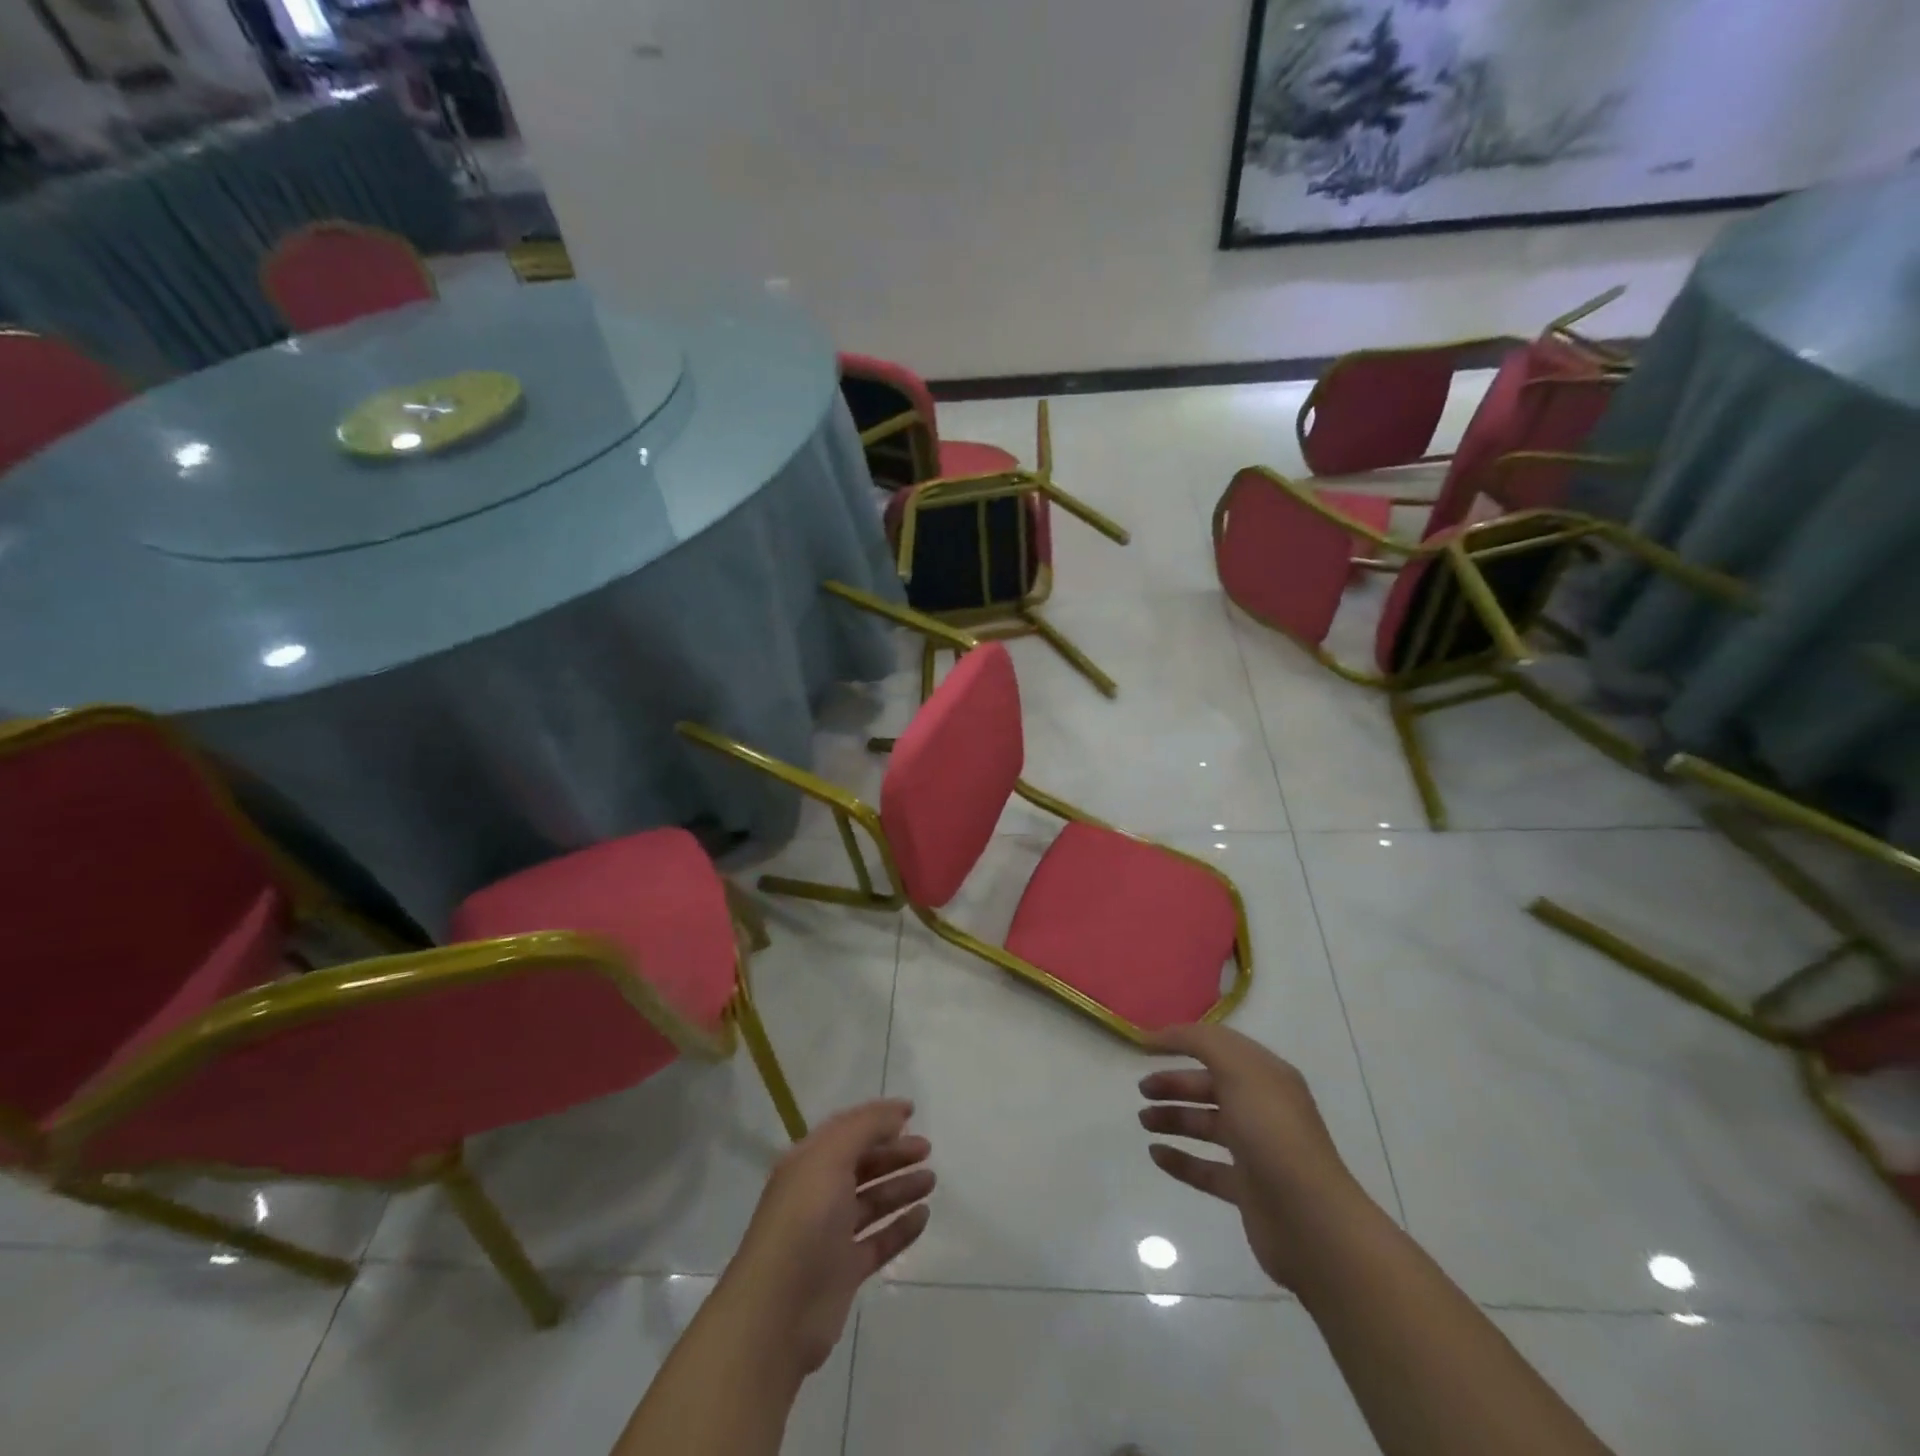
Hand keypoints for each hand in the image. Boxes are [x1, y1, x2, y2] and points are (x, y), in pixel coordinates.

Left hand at [717, 1099, 933, 1376]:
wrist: (777, 1313)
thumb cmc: (803, 1222)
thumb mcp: (830, 1159)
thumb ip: (864, 1129)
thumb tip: (896, 1113)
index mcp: (808, 1163)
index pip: (846, 1129)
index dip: (877, 1117)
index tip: (912, 1111)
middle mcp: (818, 1193)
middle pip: (862, 1164)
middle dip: (893, 1153)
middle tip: (926, 1148)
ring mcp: (831, 1235)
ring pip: (872, 1202)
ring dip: (900, 1187)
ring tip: (931, 1180)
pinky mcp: (844, 1271)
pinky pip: (879, 1241)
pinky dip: (900, 1227)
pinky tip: (923, 1216)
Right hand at [1139, 1023, 1364, 1292]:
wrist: (1311, 1221)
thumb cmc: (1273, 1134)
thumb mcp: (1238, 1069)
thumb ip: (1201, 1042)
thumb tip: (1162, 1034)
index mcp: (1266, 1076)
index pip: (1219, 1047)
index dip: (1183, 1041)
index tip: (1145, 1046)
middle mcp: (1263, 1109)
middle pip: (1210, 1087)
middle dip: (1175, 1083)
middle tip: (1142, 1089)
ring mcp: (1256, 1152)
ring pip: (1207, 1126)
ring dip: (1174, 1118)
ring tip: (1143, 1120)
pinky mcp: (1247, 1190)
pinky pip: (1206, 1169)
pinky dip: (1180, 1160)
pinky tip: (1156, 1155)